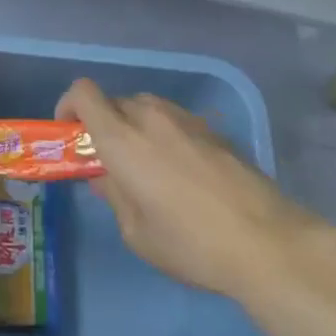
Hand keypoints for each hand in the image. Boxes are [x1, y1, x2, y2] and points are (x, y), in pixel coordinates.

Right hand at [57, 79, 323, 299]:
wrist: (266, 242)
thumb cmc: (190, 244)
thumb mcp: (137, 232)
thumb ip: (114, 195)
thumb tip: (104, 177)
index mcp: (122, 138)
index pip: (83, 92)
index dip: (69, 106)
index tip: (70, 134)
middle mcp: (150, 116)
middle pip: (114, 101)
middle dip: (103, 124)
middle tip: (110, 162)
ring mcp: (185, 118)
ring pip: (145, 107)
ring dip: (135, 127)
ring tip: (147, 168)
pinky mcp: (213, 129)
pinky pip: (174, 120)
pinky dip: (164, 135)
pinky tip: (182, 174)